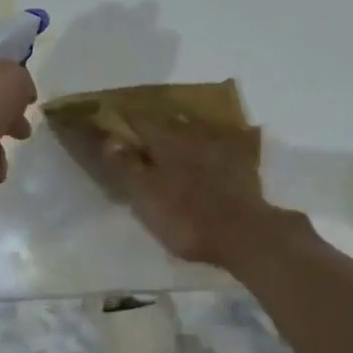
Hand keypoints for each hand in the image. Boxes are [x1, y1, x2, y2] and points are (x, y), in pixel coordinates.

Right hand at [57, 114, 275, 268]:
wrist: (244, 233)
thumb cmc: (186, 218)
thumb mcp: (145, 197)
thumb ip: (125, 166)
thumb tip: (107, 138)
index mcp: (165, 141)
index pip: (139, 120)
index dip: (124, 118)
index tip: (114, 118)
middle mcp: (192, 134)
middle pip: (169, 120)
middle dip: (154, 122)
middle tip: (143, 129)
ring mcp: (221, 145)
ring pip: (196, 128)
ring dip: (183, 128)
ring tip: (175, 135)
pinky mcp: (242, 161)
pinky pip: (223, 141)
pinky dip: (212, 142)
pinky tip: (212, 149)